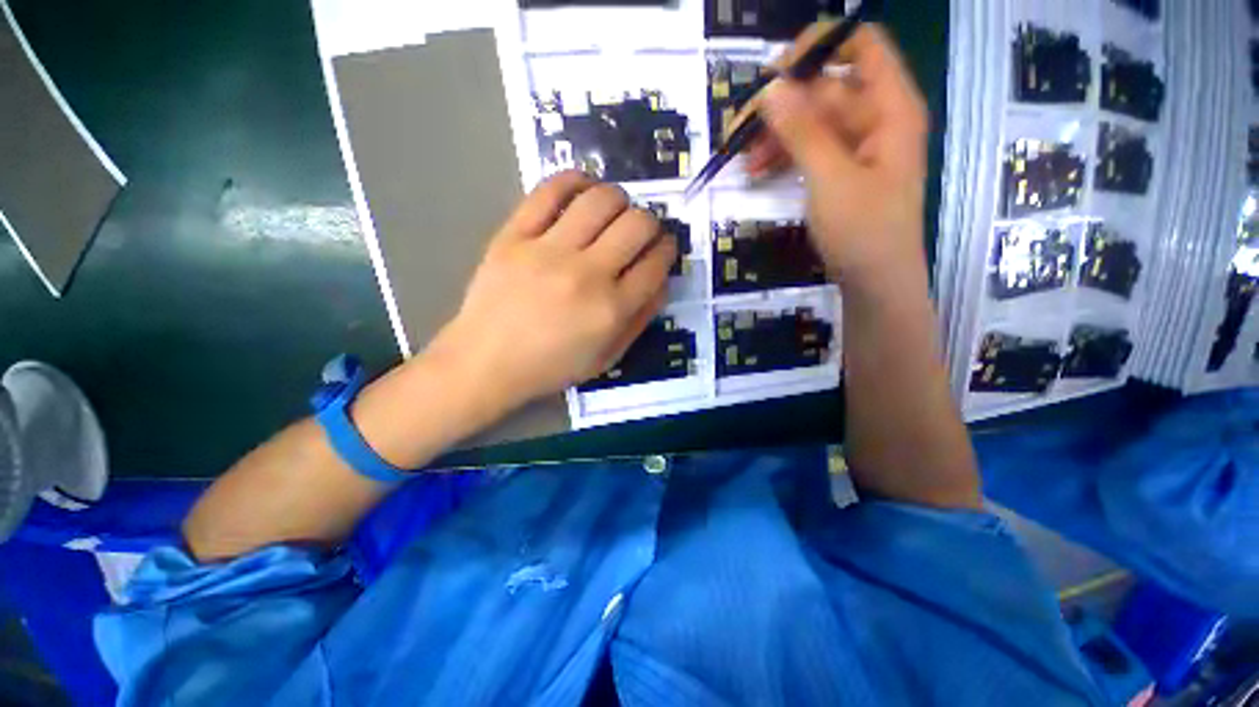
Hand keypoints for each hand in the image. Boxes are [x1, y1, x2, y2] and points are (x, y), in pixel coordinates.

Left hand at [427, 171, 675, 413]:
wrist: (486, 363)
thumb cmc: (551, 366)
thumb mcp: (607, 357)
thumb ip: (640, 320)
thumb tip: (661, 281)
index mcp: (611, 309)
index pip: (656, 263)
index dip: (668, 249)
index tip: (664, 247)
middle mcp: (587, 274)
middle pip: (637, 224)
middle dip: (651, 222)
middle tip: (642, 231)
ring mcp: (548, 251)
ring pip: (601, 199)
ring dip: (619, 199)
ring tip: (614, 210)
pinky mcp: (514, 235)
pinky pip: (549, 191)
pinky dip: (573, 181)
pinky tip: (582, 189)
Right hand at [748, 24, 929, 291]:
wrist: (874, 282)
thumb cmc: (863, 231)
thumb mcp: (830, 177)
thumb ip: (802, 130)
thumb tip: (771, 88)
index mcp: (890, 107)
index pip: (861, 46)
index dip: (819, 46)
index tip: (775, 72)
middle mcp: (875, 118)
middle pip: (825, 89)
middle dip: (781, 105)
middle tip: (740, 129)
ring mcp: (856, 147)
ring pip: (811, 122)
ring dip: (775, 136)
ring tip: (742, 158)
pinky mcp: (840, 172)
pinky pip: (809, 150)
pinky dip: (783, 157)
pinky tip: (757, 171)